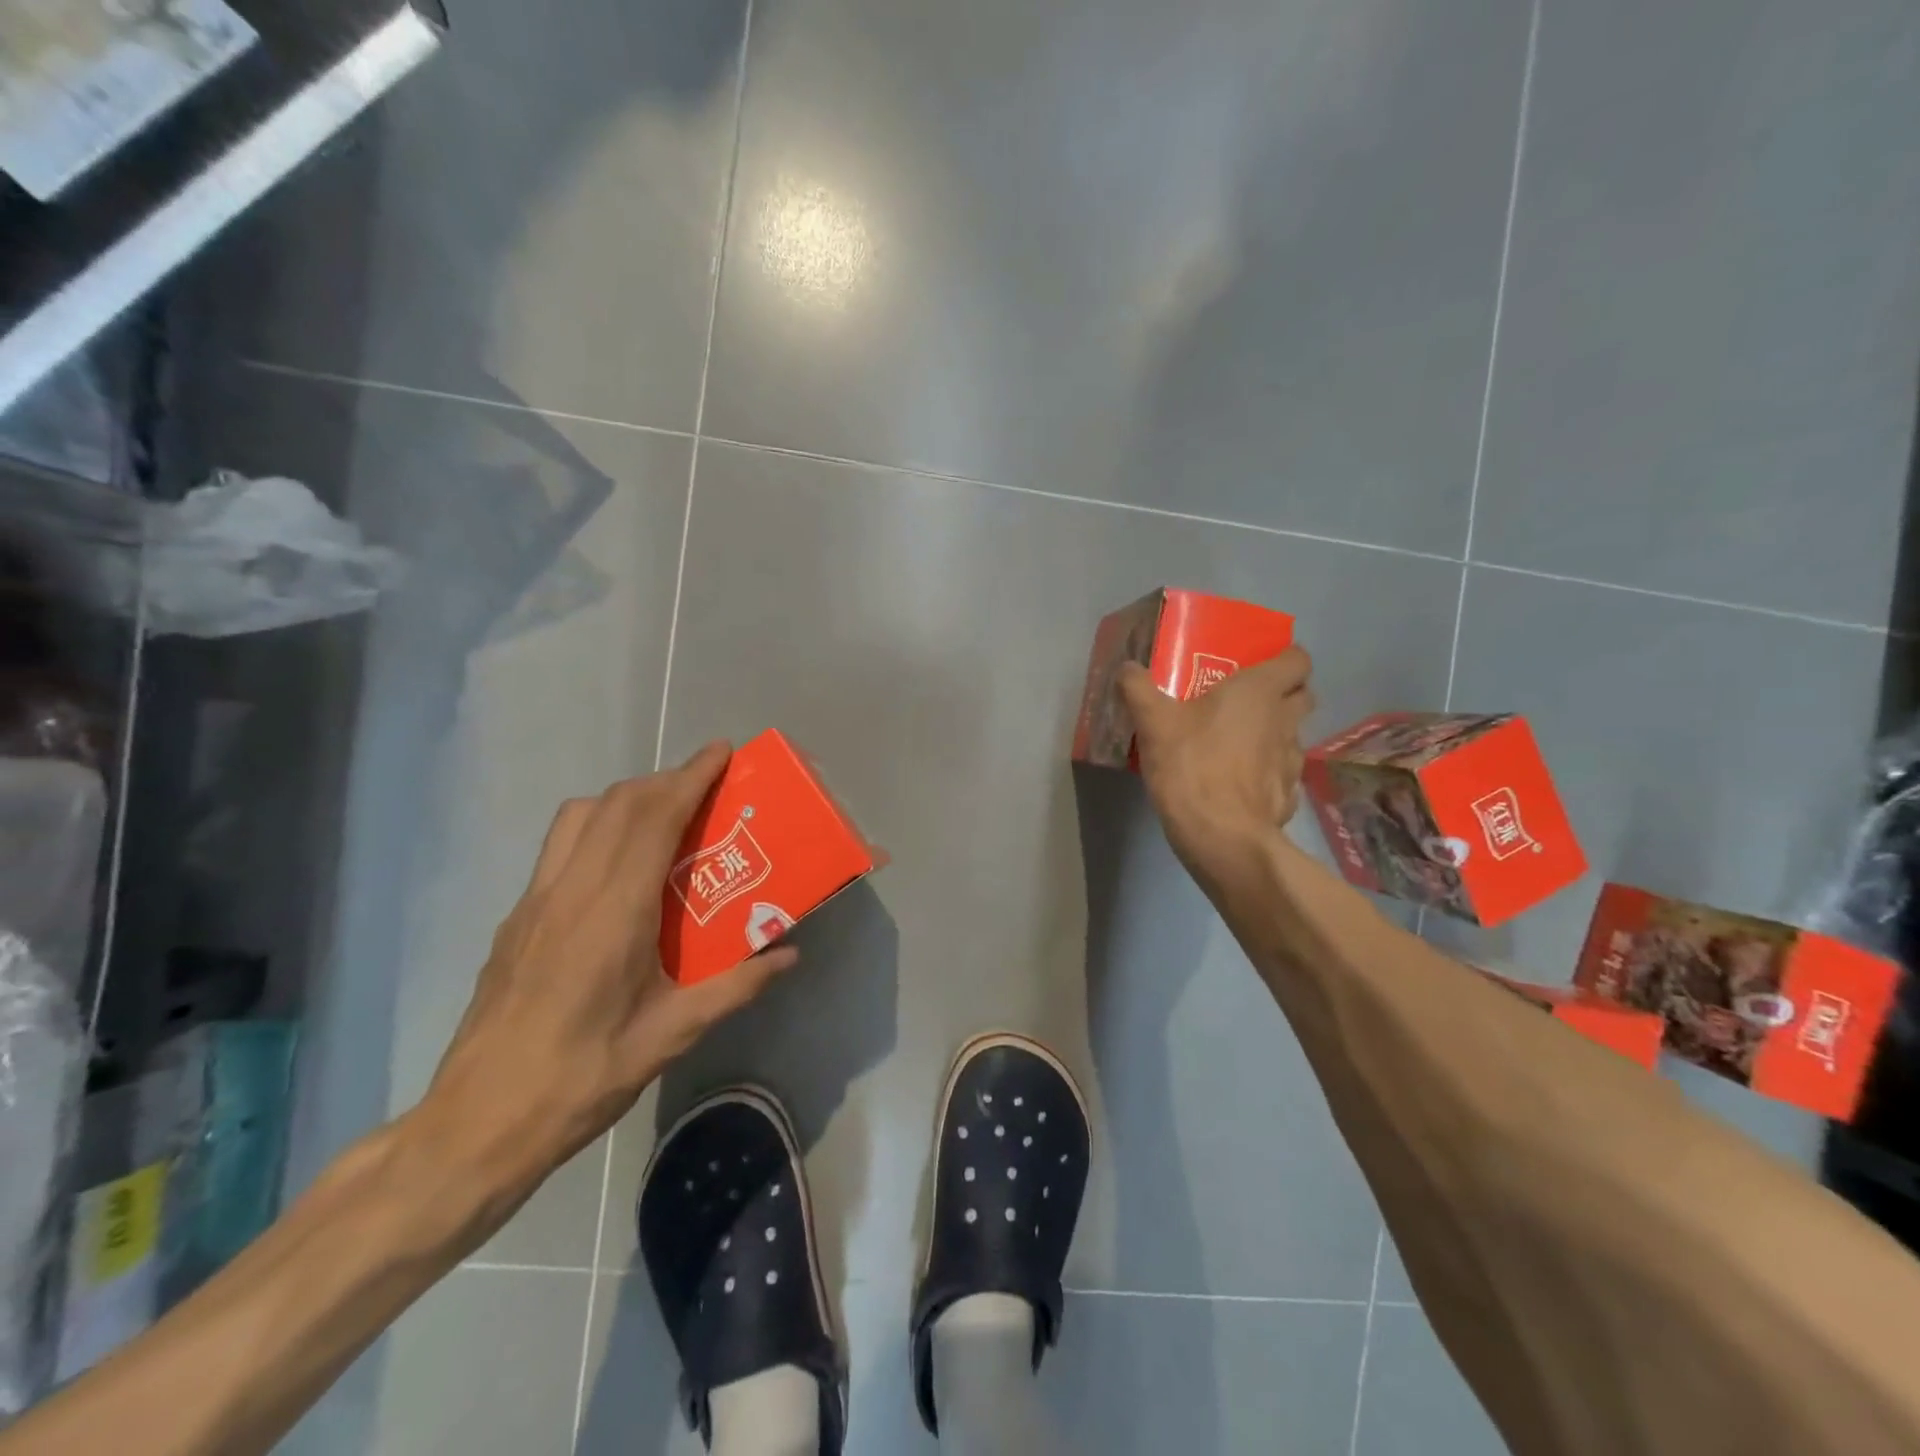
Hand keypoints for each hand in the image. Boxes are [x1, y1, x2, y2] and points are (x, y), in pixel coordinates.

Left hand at [418, 742, 798, 1207]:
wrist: (477, 1123)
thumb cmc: (582, 1078)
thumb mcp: (672, 1035)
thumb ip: (735, 987)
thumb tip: (789, 955)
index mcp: (613, 912)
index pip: (653, 818)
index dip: (689, 777)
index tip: (722, 752)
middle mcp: (570, 891)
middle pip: (618, 804)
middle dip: (666, 779)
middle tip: (708, 785)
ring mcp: (535, 901)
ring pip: (581, 816)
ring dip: (627, 799)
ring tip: (665, 817)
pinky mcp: (517, 919)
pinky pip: (562, 846)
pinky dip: (600, 827)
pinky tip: (622, 869)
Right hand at [1118, 647, 1315, 893]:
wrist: (1221, 836)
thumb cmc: (1192, 765)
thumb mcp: (1153, 722)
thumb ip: (1138, 688)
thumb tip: (1127, 668)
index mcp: (1260, 691)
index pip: (1298, 659)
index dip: (1283, 657)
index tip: (1258, 664)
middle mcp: (1285, 720)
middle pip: (1302, 695)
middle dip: (1282, 693)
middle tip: (1245, 700)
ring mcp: (1292, 760)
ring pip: (1293, 734)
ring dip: (1273, 733)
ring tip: (1238, 742)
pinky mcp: (1288, 794)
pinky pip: (1282, 772)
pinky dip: (1267, 771)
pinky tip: (1239, 781)